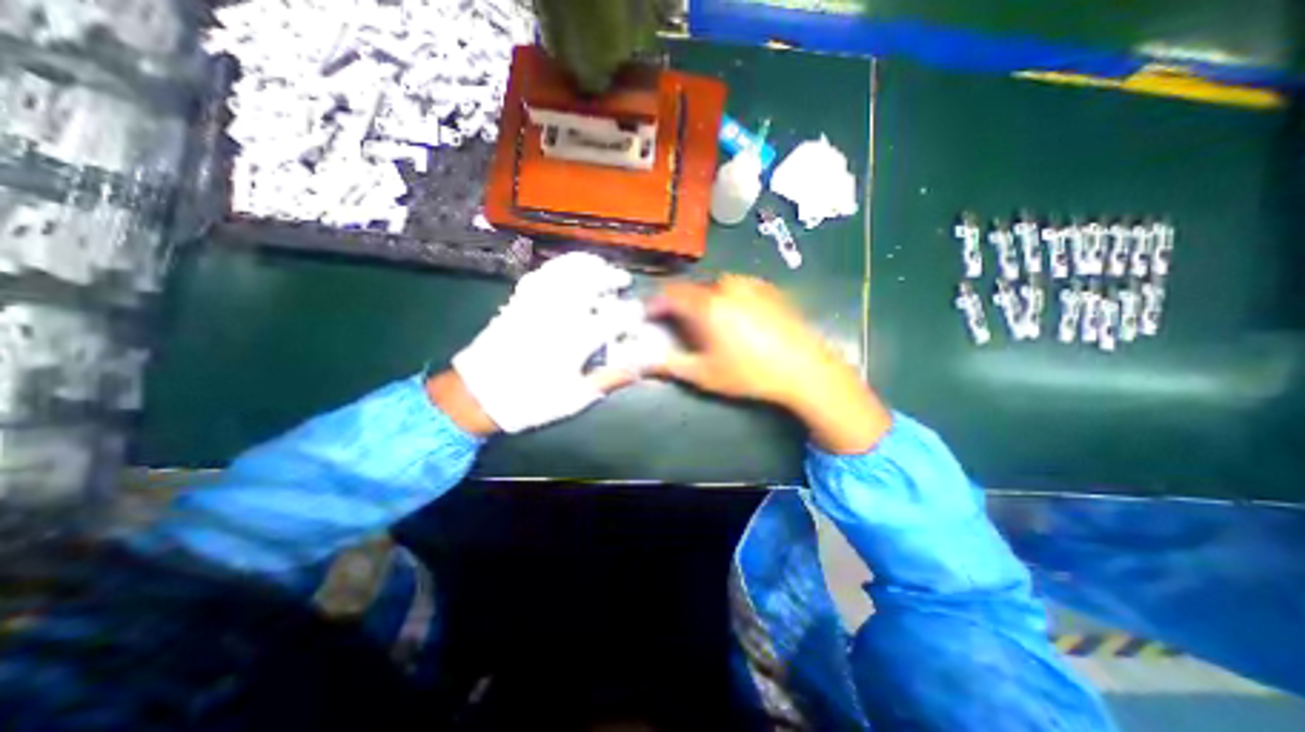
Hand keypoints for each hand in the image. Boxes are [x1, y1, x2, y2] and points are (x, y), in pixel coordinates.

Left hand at [448, 252, 642, 434]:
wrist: (477, 395)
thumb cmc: (530, 401)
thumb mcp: (574, 399)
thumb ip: (608, 380)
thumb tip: (637, 369)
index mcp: (575, 340)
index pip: (613, 317)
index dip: (632, 313)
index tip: (639, 315)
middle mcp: (557, 314)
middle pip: (589, 281)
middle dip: (610, 276)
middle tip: (622, 280)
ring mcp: (535, 304)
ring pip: (563, 271)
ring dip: (585, 264)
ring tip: (598, 265)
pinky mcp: (517, 302)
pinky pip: (539, 275)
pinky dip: (557, 267)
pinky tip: (565, 270)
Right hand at [648, 275, 892, 449]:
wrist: (805, 368)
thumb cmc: (750, 373)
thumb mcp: (705, 374)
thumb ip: (670, 365)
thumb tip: (642, 363)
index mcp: (707, 304)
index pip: (669, 294)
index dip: (655, 304)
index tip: (650, 318)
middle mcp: (726, 286)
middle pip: (692, 290)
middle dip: (681, 306)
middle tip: (683, 329)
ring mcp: (749, 284)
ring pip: (714, 288)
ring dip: (705, 302)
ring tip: (712, 327)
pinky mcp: (767, 287)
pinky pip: (736, 288)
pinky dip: (727, 299)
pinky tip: (738, 321)